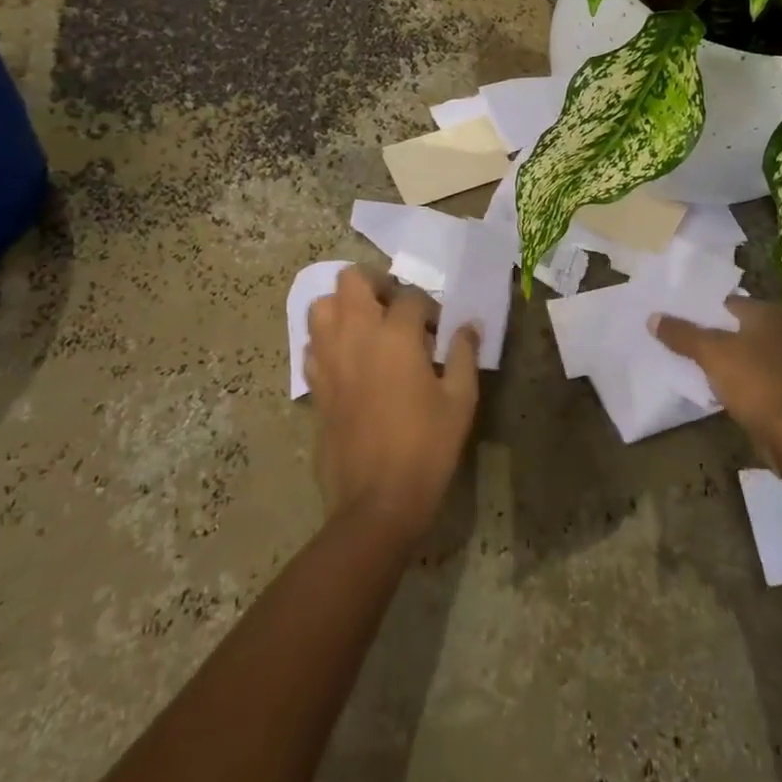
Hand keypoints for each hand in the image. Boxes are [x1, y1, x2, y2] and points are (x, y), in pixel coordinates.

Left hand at [304, 266, 479, 543]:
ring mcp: (329, 359)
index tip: (440, 329)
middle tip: (397, 309)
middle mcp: (355, 336)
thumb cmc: (427, 447)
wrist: (377, 500)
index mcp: (395, 336)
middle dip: (376, 284)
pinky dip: (328, 339)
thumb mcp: (460, 400)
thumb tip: (469, 324)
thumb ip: (464, 354)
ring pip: (321, 306)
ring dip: (344, 306)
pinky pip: (312, 344)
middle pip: (352, 280)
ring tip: (369, 327)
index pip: (410, 296)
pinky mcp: (314, 385)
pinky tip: (350, 360)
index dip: (429, 307)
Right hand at [651, 300, 781, 458]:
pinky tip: (716, 387)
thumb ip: (681, 334)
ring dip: (723, 359)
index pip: (727, 302)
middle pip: (736, 327)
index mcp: (772, 313)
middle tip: (676, 342)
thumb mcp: (711, 353)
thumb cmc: (756, 382)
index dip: (698, 310)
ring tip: (690, 364)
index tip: (673, 321)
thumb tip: (653, 318)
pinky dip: (738, 378)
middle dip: (709, 335)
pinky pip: (755, 375)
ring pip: (746, 352)